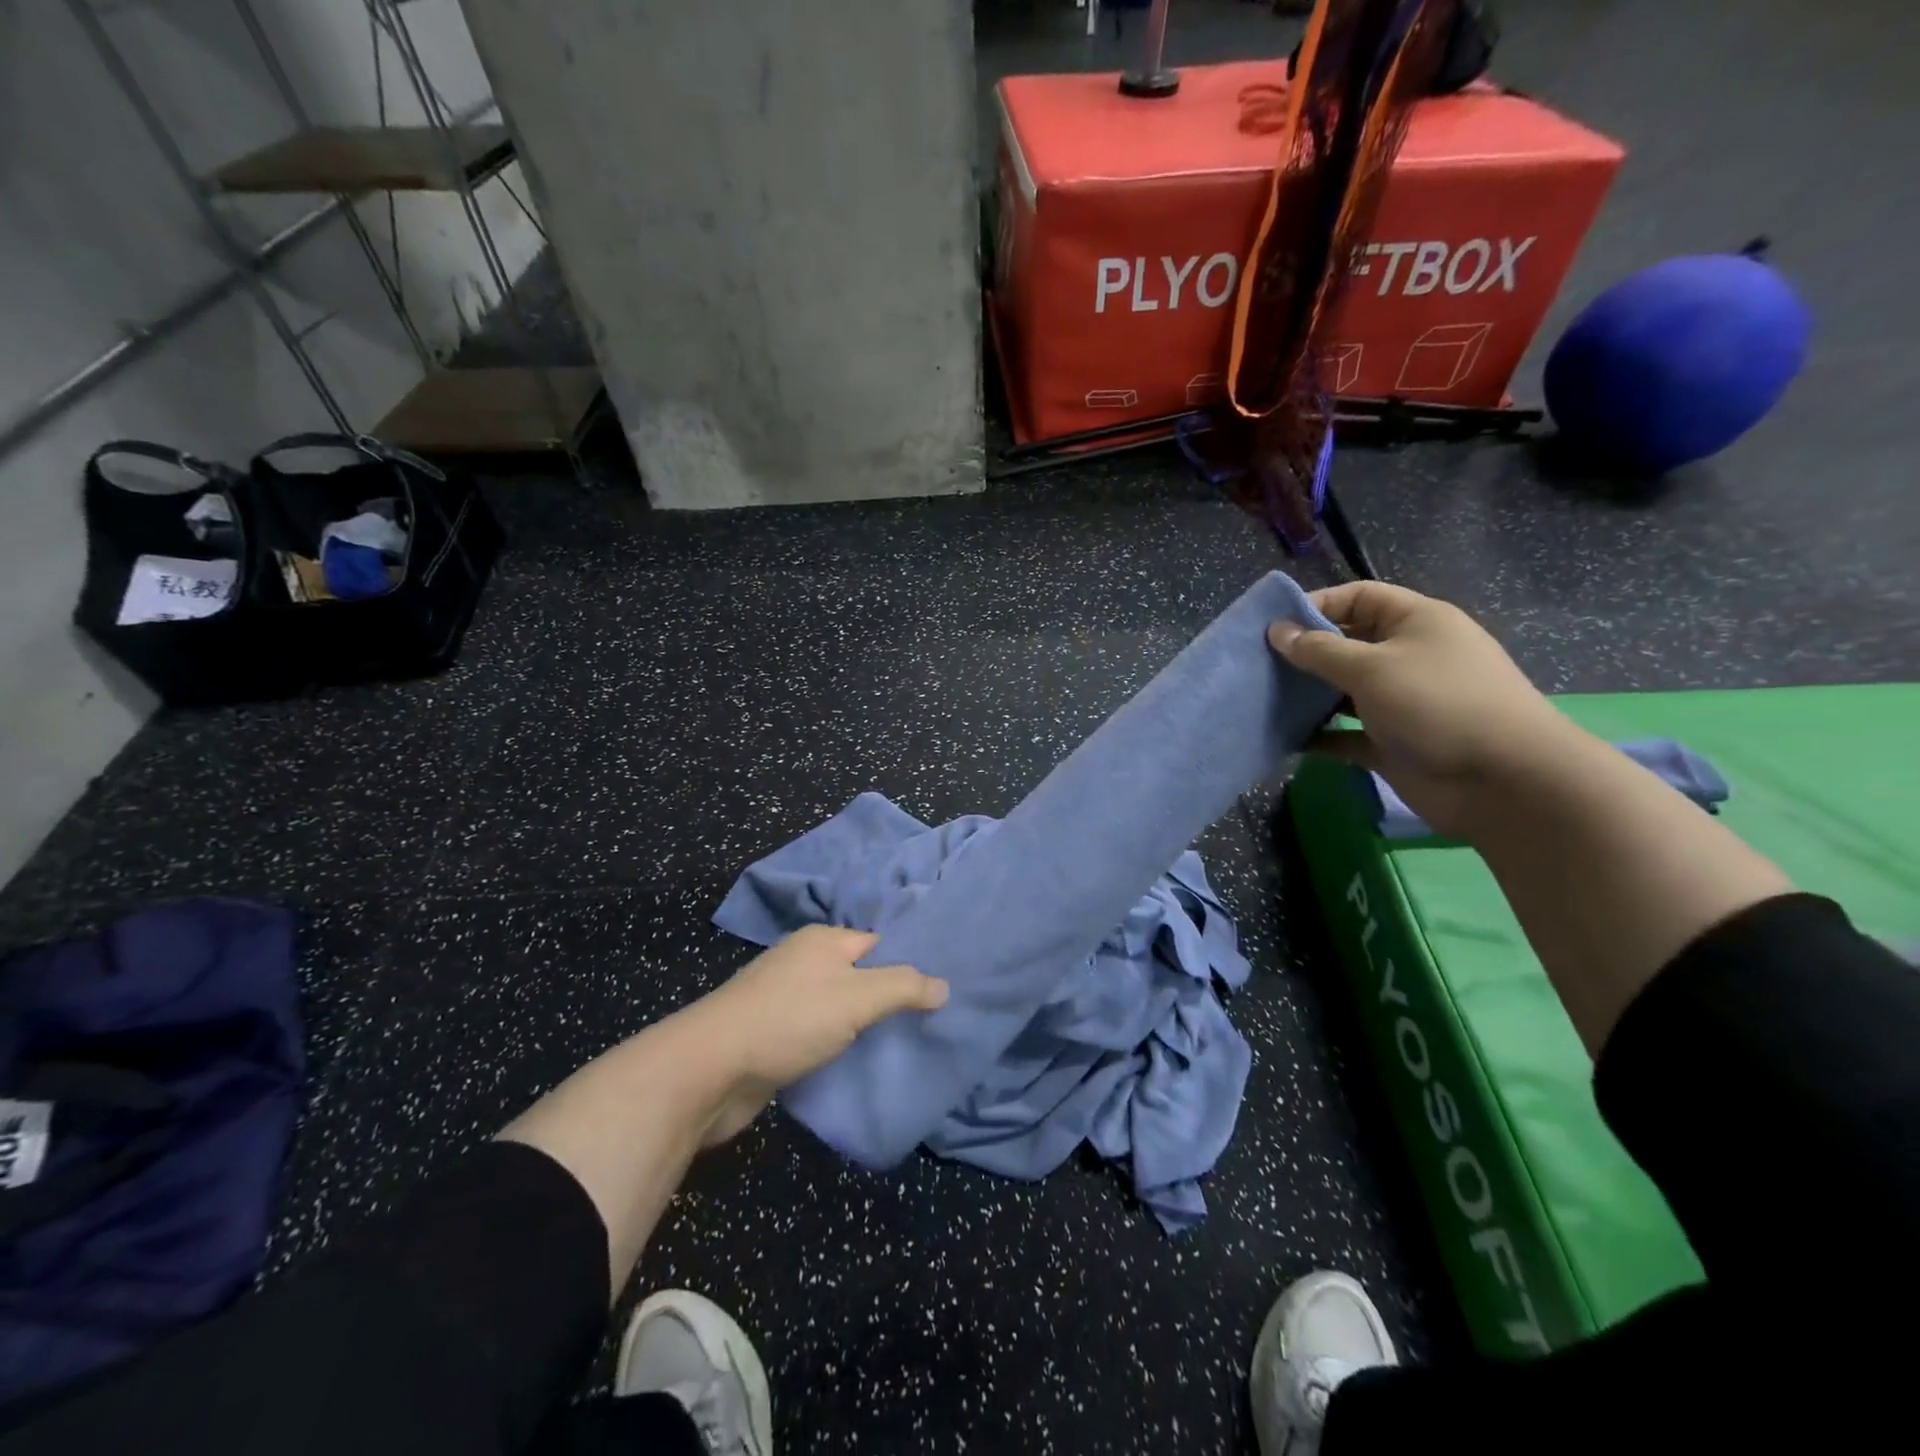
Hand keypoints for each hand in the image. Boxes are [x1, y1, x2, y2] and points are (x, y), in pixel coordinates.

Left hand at [688, 925, 947, 1144]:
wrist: (710, 1069)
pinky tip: (854, 1066)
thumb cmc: (790, 1020)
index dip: (907, 965)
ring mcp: (783, 998)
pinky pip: (815, 1034)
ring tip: (898, 1049)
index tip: (937, 993)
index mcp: (823, 940)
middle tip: (925, 1025)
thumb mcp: (857, 997)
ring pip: (836, 1007)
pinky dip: (834, 1047)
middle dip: (886, 999)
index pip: (878, 944)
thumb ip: (903, 987)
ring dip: (860, 1027)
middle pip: (858, 975)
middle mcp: (802, 961)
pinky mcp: (770, 1035)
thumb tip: (943, 985)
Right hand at [1268, 581, 1569, 838]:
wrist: (1503, 781)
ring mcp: (1401, 702)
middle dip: (1305, 653)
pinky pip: (1347, 733)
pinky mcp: (1393, 743)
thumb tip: (1277, 632)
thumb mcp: (1372, 668)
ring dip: (1308, 697)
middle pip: (1347, 644)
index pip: (1360, 597)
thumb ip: (1319, 650)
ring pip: (1343, 691)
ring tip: (1264, 701)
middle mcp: (1408, 657)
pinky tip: (1287, 739)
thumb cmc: (1437, 704)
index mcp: (1416, 622)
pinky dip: (1320, 736)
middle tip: (1258, 665)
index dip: (1318, 604)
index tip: (1273, 624)